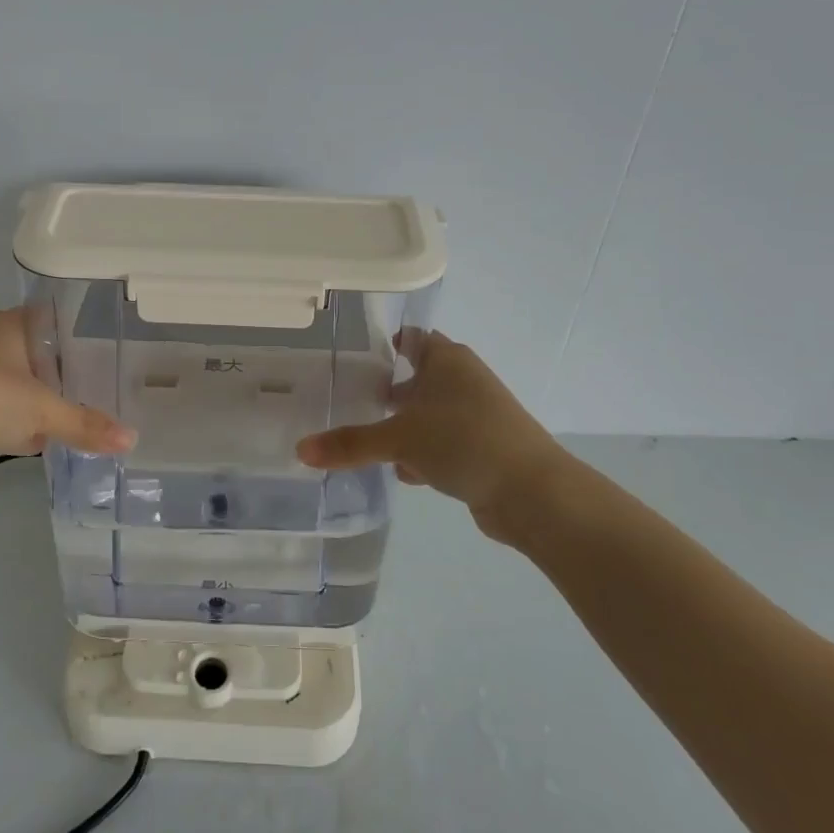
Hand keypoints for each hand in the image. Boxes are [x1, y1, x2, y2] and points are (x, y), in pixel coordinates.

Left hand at [0, 309, 134, 498]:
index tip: (114, 356)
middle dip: (68, 376)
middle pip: (40, 355)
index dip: (85, 336)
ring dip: (42, 404)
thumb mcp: (41, 411)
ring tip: (81, 419)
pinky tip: (41, 443)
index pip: (56, 319)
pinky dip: (18, 424)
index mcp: (8, 323)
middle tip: (107, 392)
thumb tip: (132, 440)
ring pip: (19, 385)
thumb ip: (86, 424)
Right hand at [295, 329, 567, 544]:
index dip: (387, 344)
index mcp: (448, 360)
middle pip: (418, 378)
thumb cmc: (464, 441)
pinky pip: (443, 443)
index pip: (413, 339)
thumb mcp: (400, 439)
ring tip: (370, 443)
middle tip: (351, 402)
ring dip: (405, 428)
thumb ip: (350, 444)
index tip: (356, 358)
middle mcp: (464, 380)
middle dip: (389, 393)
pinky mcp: (484, 448)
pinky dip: (424, 454)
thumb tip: (300, 450)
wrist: (533, 492)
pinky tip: (404, 473)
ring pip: (430, 415)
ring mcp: (477, 416)